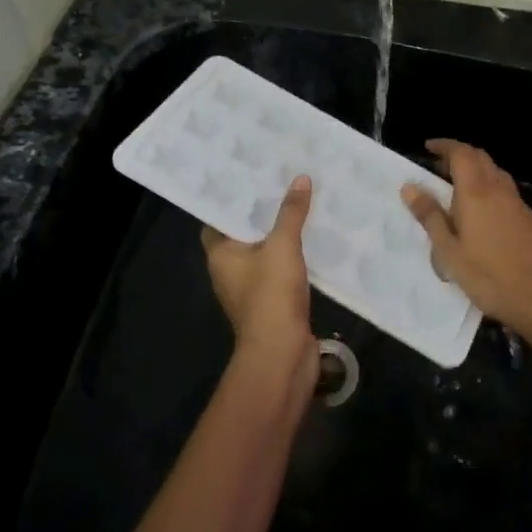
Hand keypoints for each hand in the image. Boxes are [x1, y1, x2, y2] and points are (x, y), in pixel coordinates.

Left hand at [202, 176, 317, 392]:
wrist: (282, 353)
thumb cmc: (270, 295)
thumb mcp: (282, 246)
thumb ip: (291, 212)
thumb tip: (300, 178)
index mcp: (220, 254)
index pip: (218, 219)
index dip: (233, 199)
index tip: (252, 177)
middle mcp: (229, 270)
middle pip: (244, 233)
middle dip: (263, 212)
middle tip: (282, 181)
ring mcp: (251, 288)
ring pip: (265, 251)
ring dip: (280, 233)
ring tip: (301, 202)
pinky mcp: (272, 301)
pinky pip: (281, 269)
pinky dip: (293, 255)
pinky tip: (313, 238)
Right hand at [401, 140, 531, 344]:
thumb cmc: (490, 278)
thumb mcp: (450, 252)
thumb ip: (430, 217)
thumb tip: (410, 187)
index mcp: (476, 193)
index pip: (461, 153)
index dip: (444, 146)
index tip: (428, 147)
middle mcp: (500, 190)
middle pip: (481, 158)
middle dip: (459, 155)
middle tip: (439, 167)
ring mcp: (519, 205)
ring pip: (496, 174)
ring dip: (476, 171)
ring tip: (457, 189)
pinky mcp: (531, 221)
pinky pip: (506, 192)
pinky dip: (490, 189)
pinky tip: (483, 214)